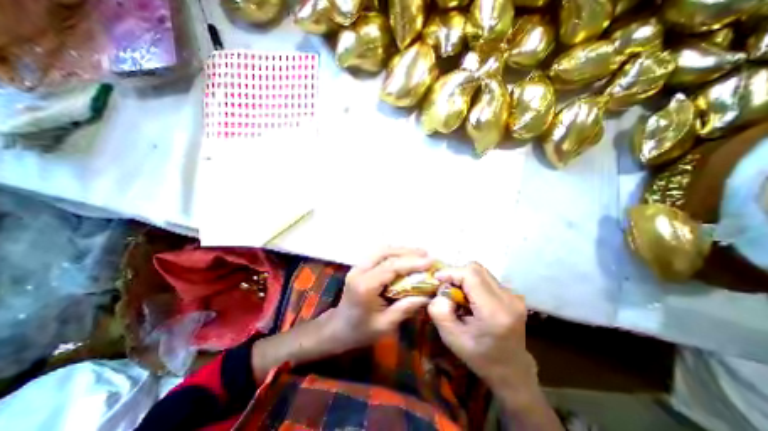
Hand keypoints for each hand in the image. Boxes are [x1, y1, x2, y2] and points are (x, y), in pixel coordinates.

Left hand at [333, 250, 437, 348]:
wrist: (337, 328)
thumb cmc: (360, 331)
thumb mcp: (385, 325)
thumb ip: (406, 307)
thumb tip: (428, 295)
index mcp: (365, 286)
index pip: (391, 267)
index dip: (412, 262)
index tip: (430, 261)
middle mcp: (360, 271)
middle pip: (385, 252)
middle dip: (408, 252)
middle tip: (426, 255)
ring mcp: (358, 266)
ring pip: (381, 250)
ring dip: (401, 250)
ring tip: (419, 254)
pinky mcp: (360, 266)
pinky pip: (379, 254)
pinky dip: (394, 253)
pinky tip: (405, 258)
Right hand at [426, 264, 537, 401]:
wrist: (511, 371)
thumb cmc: (479, 358)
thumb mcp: (451, 338)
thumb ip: (439, 311)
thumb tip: (440, 290)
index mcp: (494, 311)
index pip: (471, 274)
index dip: (451, 272)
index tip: (437, 281)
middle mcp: (508, 299)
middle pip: (476, 269)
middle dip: (456, 274)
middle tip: (447, 290)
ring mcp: (513, 296)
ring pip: (481, 271)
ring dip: (464, 278)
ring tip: (459, 296)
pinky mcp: (512, 295)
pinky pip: (486, 278)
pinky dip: (473, 283)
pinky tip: (470, 299)